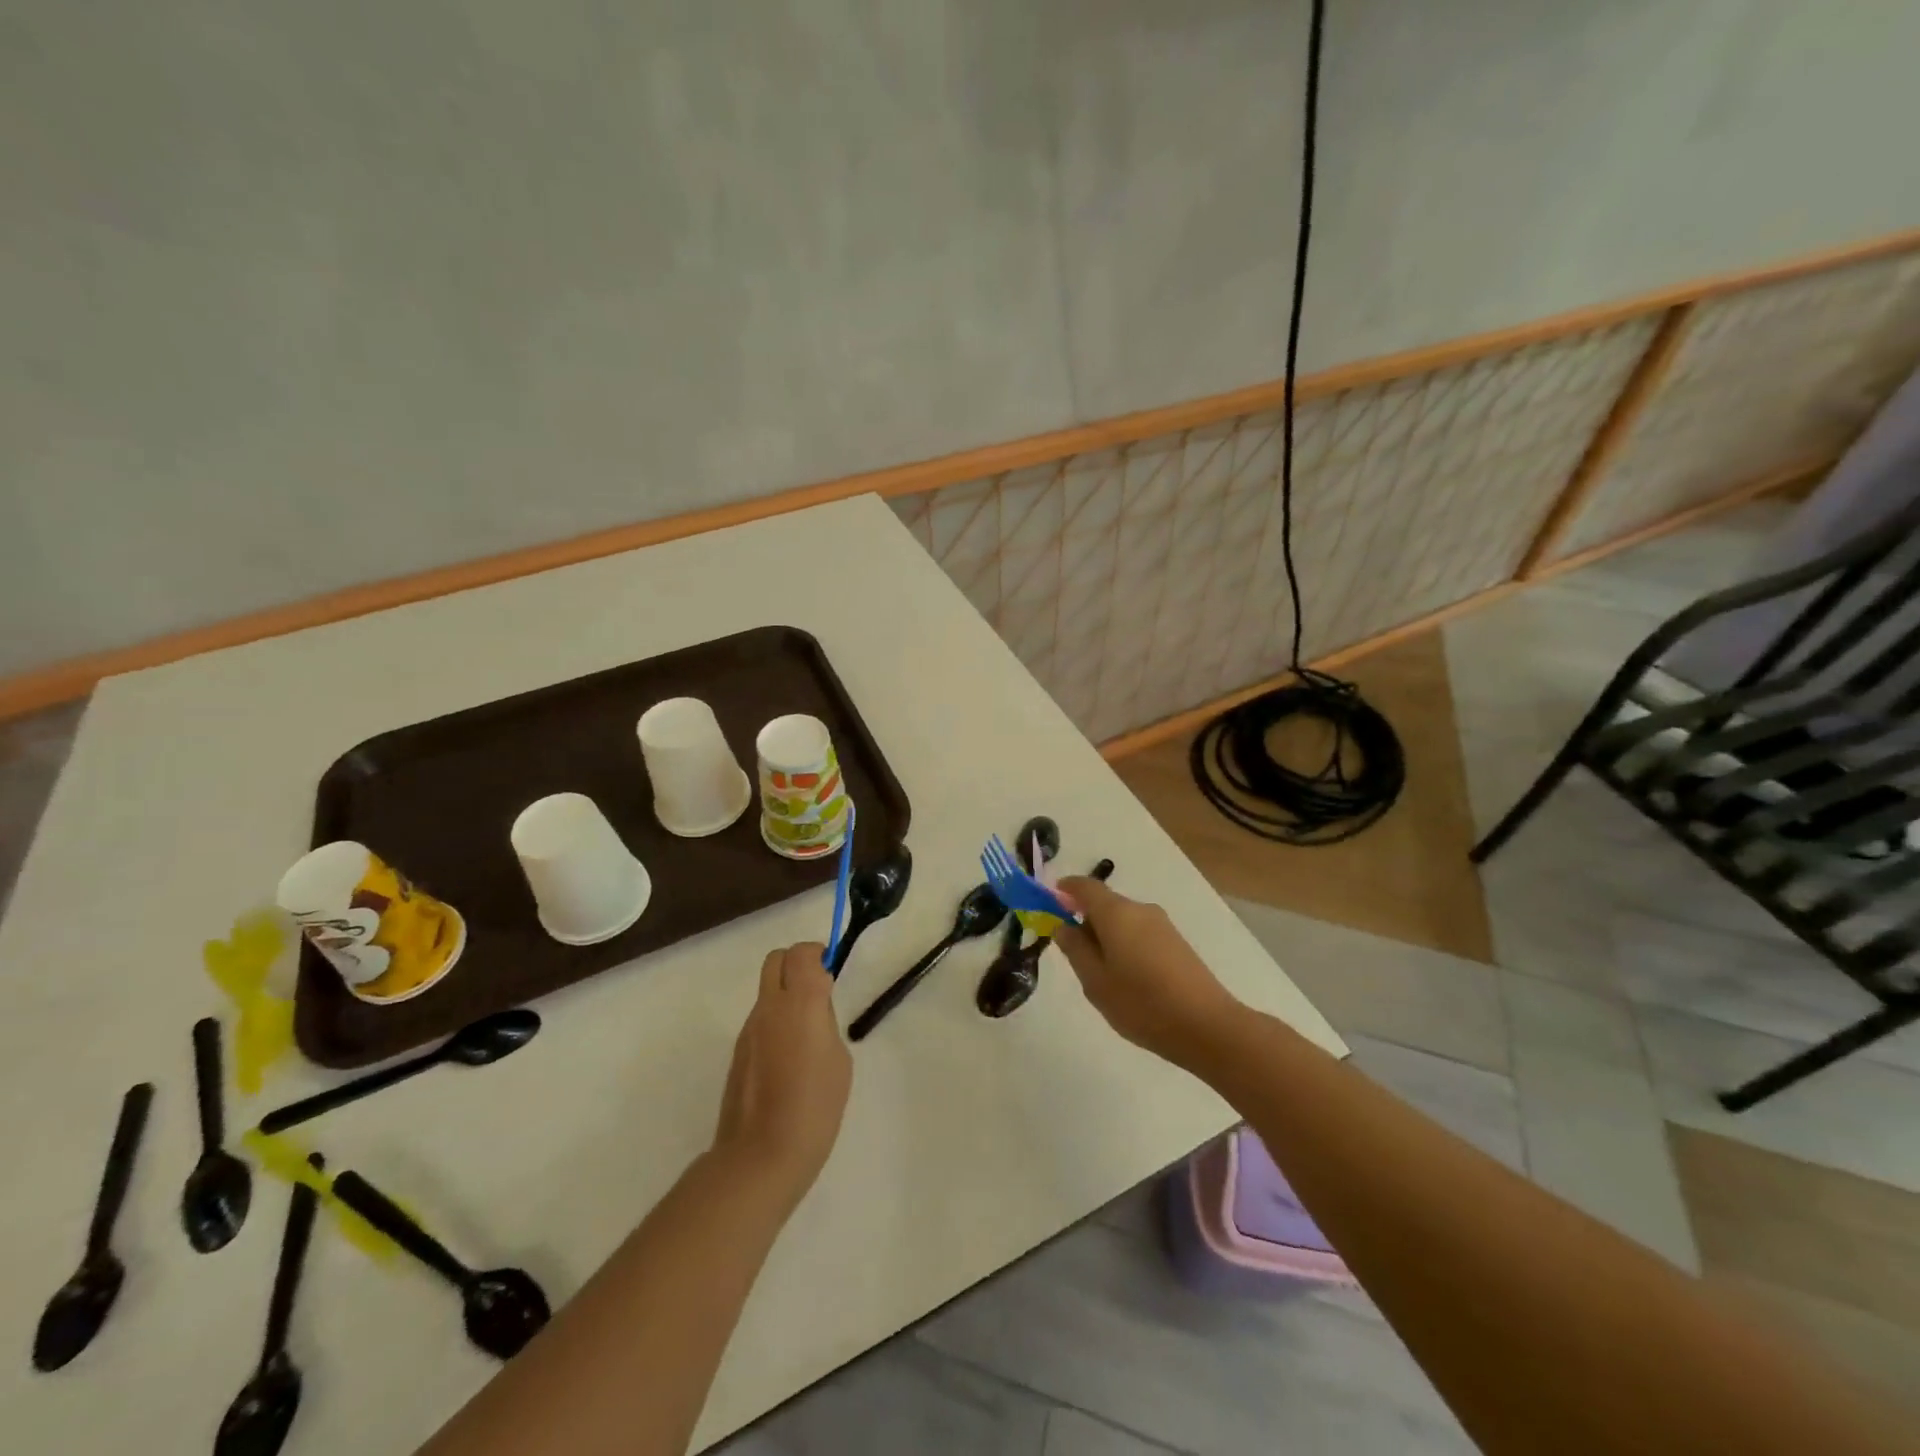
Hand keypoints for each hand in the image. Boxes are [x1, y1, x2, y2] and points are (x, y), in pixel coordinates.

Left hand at [712, 942, 852, 1206]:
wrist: (761, 1156)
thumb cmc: (814, 1106)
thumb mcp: (838, 1059)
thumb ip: (826, 1023)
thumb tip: (814, 1012)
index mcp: (800, 1002)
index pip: (802, 952)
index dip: (818, 954)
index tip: (832, 972)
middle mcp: (770, 1007)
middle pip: (776, 959)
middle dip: (797, 964)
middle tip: (818, 990)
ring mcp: (749, 1029)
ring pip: (766, 990)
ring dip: (785, 994)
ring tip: (806, 1035)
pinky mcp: (738, 1052)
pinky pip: (759, 1020)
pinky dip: (775, 1021)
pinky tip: (788, 1059)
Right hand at [1052, 878, 1239, 1068]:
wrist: (1207, 1027)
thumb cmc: (1141, 1003)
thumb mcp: (1095, 981)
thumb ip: (1075, 949)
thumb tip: (1064, 926)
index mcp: (1117, 913)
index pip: (1084, 886)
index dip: (1065, 890)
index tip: (1050, 902)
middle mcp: (1140, 910)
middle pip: (1105, 904)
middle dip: (1084, 920)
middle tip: (1072, 955)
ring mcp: (1162, 926)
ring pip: (1123, 921)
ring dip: (1106, 936)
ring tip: (1101, 976)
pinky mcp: (1177, 943)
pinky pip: (1140, 934)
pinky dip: (1125, 946)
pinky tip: (1128, 980)